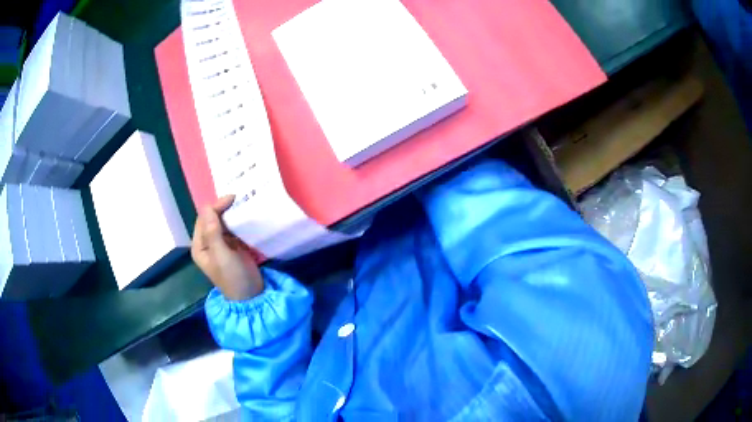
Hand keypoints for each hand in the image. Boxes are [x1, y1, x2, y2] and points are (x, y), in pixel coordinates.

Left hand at [192, 195, 263, 300]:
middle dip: (223, 208)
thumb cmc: (233, 277)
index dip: (215, 207)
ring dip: (231, 214)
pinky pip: (233, 229)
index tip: (232, 199)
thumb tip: (207, 207)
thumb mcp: (222, 255)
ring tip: (244, 204)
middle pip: (212, 218)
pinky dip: (238, 221)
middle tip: (239, 199)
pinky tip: (246, 216)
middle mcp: (207, 243)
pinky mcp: (233, 246)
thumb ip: (213, 232)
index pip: (203, 219)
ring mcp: (221, 244)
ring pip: (223, 222)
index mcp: (200, 245)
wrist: (251, 296)